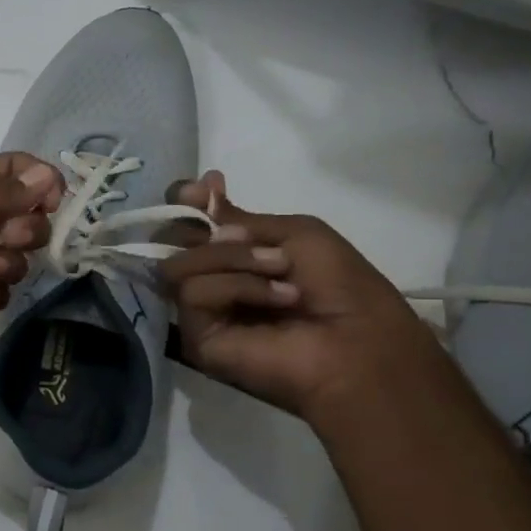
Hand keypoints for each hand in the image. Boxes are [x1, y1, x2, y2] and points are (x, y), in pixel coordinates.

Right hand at [156, 171, 446, 426]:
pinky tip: (277, 298)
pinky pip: (194, 293)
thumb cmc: (343, 288)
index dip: (185, 203)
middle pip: (169, 243)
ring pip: (179, 265)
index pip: (184, 226)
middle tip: (246, 236)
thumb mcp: (296, 234)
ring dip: (234, 259)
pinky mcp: (196, 338)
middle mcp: (209, 281)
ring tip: (280, 271)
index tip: (202, 189)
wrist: (361, 342)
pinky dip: (238, 286)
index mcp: (232, 257)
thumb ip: (239, 218)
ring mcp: (199, 312)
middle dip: (204, 231)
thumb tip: (195, 190)